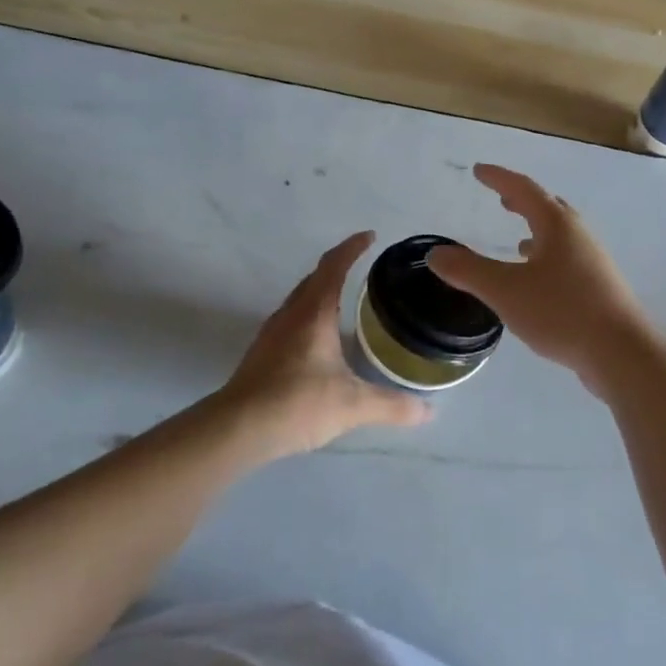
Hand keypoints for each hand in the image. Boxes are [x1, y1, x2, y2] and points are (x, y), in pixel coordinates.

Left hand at [217, 231, 431, 457]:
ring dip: (321, 291)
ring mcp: (272, 332)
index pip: (334, 266)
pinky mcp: (262, 352)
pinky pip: (291, 319)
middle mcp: (291, 314)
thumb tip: (428, 411)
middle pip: (314, 278)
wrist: (237, 429)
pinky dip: (310, 314)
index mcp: (313, 312)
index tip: (369, 236)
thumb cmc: (297, 403)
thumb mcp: (352, 405)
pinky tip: (320, 339)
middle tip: (362, 267)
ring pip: (300, 298)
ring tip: (345, 299)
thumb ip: (391, 405)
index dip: (352, 247)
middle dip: (338, 266)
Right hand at [427, 164, 660, 395]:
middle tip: (502, 198)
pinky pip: (567, 260)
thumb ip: (468, 271)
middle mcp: (578, 236)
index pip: (524, 189)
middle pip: (548, 208)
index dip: (499, 178)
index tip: (478, 171)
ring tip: (517, 240)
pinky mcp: (599, 288)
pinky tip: (538, 282)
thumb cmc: (562, 311)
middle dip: (522, 201)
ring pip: (560, 236)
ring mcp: (593, 262)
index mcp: (557, 225)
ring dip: (537, 230)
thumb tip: (436, 253)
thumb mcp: (505, 290)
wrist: (622, 353)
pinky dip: (547, 258)